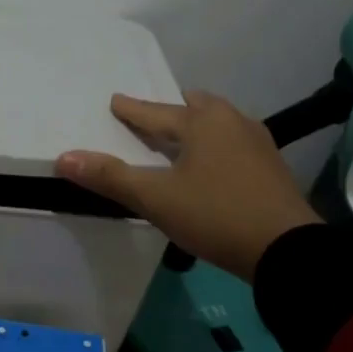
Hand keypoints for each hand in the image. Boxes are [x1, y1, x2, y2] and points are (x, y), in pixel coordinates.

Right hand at [57, 91, 317, 281]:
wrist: (287, 250)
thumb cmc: (216, 215)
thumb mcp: (156, 199)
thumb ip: (111, 177)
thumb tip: (64, 158)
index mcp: (202, 122)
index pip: (155, 112)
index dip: (131, 109)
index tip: (115, 101)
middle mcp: (232, 121)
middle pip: (194, 106)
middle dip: (171, 110)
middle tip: (151, 119)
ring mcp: (257, 142)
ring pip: (218, 122)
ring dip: (196, 126)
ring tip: (180, 139)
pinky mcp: (271, 166)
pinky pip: (234, 141)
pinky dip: (216, 144)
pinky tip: (212, 163)